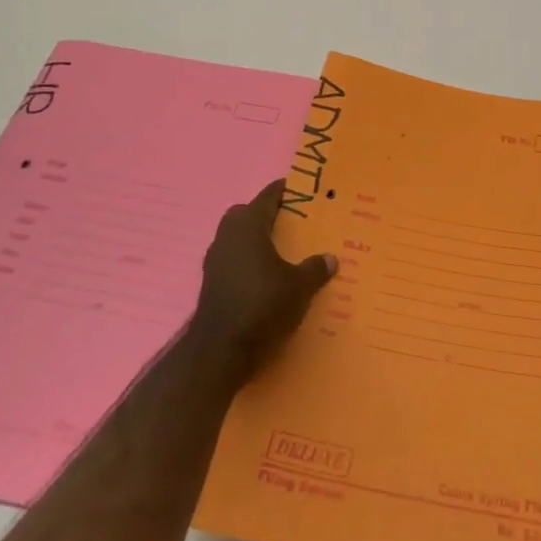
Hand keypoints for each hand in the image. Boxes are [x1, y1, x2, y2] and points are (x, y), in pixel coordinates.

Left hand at [189, 180, 337, 386]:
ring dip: (253, 240)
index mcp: (248, 227)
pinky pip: (232, 261)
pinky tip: (264, 277)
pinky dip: (246, 262)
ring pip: (235, 239)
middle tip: (289, 222)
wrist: (220, 352)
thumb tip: (330, 258)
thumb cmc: (263, 306)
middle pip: (244, 214)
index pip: (266, 197)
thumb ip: (314, 269)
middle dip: (263, 215)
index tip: (298, 189)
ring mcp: (215, 262)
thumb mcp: (299, 287)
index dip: (283, 191)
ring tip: (280, 250)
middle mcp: (227, 237)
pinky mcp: (211, 285)